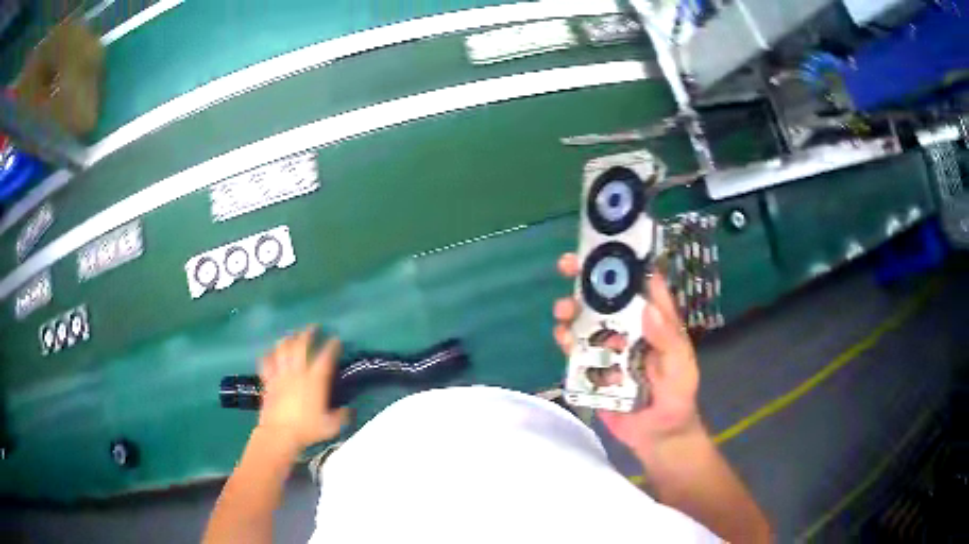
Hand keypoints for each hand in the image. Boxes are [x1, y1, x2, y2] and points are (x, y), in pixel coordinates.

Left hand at [257, 327, 350, 450]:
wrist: (279, 434)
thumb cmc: (307, 430)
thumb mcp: (331, 426)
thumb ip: (341, 416)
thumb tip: (349, 410)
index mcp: (315, 381)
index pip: (325, 357)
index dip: (331, 346)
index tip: (336, 339)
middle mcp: (298, 373)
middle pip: (301, 345)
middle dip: (307, 333)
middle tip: (312, 328)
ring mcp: (281, 375)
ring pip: (283, 349)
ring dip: (288, 339)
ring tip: (292, 335)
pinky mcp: (268, 381)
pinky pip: (266, 363)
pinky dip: (268, 355)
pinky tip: (270, 353)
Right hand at [554, 254, 700, 455]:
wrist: (658, 437)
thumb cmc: (677, 398)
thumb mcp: (681, 369)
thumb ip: (668, 341)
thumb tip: (647, 307)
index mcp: (656, 322)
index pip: (644, 284)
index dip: (627, 262)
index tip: (607, 246)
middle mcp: (632, 329)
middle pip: (608, 297)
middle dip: (587, 279)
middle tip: (568, 265)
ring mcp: (611, 348)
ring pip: (587, 320)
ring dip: (572, 309)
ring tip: (562, 310)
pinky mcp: (595, 369)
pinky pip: (577, 350)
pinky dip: (567, 341)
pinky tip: (562, 339)